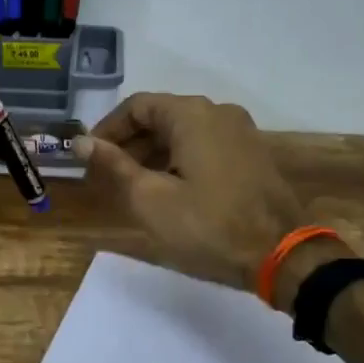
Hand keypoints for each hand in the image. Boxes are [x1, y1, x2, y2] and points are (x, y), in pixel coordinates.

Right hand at [78, 93, 328, 295]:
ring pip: (184, 132)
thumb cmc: (208, 226)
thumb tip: (81, 142)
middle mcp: (219, 112)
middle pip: (162, 116)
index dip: (107, 129)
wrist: (282, 256)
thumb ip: (113, 165)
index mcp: (192, 114)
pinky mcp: (253, 154)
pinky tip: (170, 189)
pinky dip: (180, 159)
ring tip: (134, 186)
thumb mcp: (150, 199)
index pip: (137, 106)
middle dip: (130, 143)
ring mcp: (241, 132)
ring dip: (154, 153)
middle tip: (107, 175)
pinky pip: (206, 145)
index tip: (89, 157)